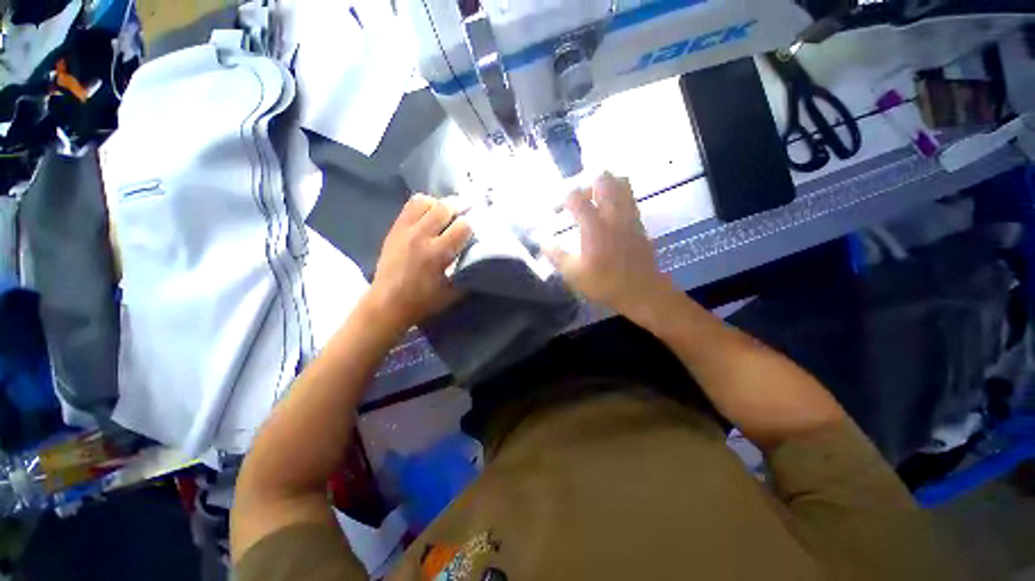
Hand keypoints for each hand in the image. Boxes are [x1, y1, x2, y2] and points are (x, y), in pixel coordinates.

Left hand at [366, 195, 472, 333]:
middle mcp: (422, 236)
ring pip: (427, 201)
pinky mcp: (395, 228)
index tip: (473, 233)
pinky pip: (411, 205)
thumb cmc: (424, 300)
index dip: (472, 227)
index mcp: (438, 253)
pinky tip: (429, 215)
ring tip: (445, 215)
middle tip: (464, 216)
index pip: (463, 226)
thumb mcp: (453, 292)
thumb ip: (468, 272)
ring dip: (440, 206)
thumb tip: (479, 255)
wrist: (387, 302)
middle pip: (445, 207)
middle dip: (459, 210)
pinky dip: (424, 205)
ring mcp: (405, 229)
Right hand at [545, 173, 676, 320]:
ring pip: (621, 183)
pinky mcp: (639, 222)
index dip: (563, 199)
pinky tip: (610, 211)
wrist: (642, 291)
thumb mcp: (574, 274)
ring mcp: (628, 216)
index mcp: (594, 226)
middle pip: (603, 180)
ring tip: (595, 200)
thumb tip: (542, 242)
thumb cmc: (605, 284)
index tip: (557, 210)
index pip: (576, 197)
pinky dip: (619, 195)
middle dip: (586, 184)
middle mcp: (612, 214)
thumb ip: (556, 256)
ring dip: (606, 185)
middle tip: (579, 201)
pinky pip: (630, 197)